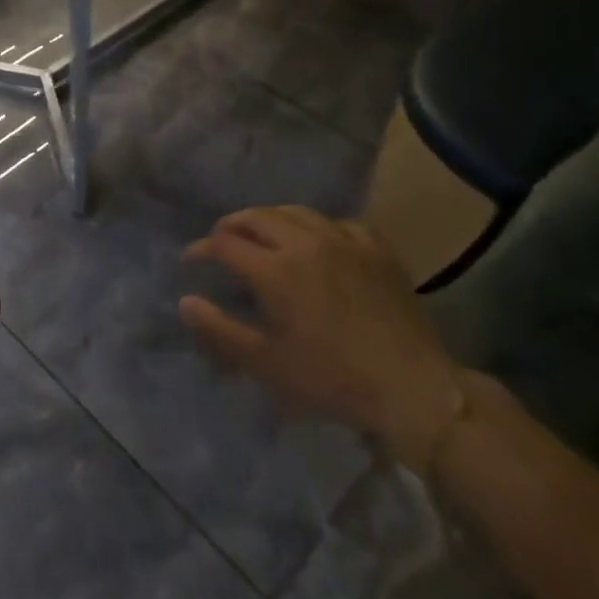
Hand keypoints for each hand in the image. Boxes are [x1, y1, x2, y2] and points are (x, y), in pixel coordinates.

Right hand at [180, 206, 465, 471]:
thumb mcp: (267, 364)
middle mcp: (304, 242)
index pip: (224, 244)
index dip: (201, 249)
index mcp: (275, 270)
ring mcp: (343, 240)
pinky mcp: (375, 248)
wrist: (413, 386)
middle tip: (220, 242)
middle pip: (256, 217)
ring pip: (294, 211)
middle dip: (231, 226)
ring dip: (269, 219)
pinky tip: (316, 241)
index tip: (191, 262)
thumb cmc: (333, 379)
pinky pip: (336, 222)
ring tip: (261, 234)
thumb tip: (185, 301)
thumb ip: (220, 331)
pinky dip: (314, 226)